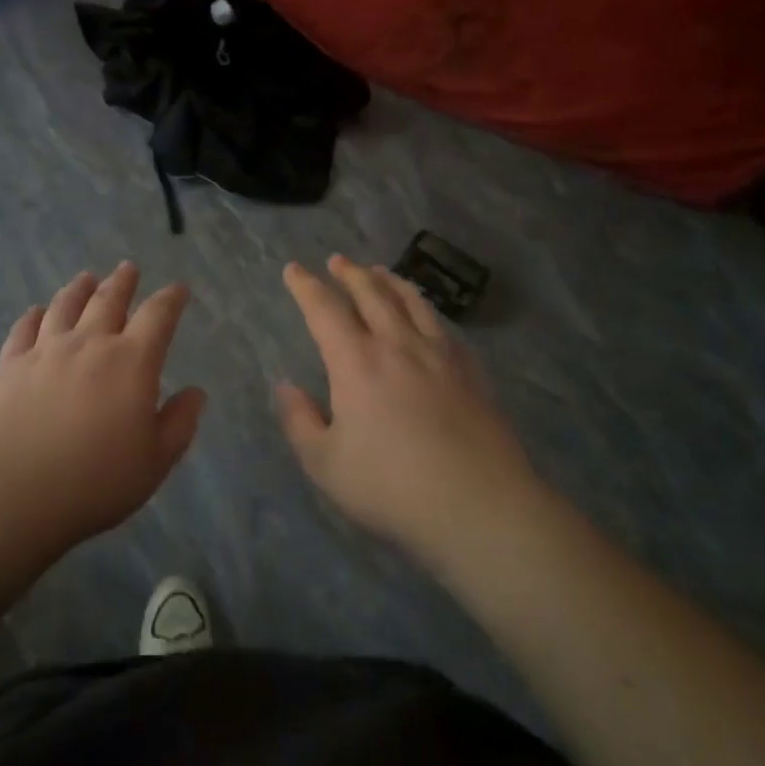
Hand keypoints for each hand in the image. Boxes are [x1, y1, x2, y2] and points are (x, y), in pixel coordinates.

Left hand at [0, 263, 206, 547]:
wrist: (12, 491)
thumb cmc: (95, 481)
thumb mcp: (155, 461)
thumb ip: (179, 423)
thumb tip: (196, 393)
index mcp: (131, 361)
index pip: (158, 316)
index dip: (171, 299)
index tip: (178, 289)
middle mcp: (89, 343)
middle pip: (108, 299)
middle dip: (123, 282)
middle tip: (129, 268)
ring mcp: (45, 350)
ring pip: (65, 306)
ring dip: (79, 289)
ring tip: (86, 278)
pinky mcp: (9, 365)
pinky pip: (24, 329)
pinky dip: (34, 315)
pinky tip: (36, 312)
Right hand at [277, 255, 533, 558]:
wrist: (478, 505)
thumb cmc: (391, 486)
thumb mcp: (325, 463)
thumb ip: (300, 421)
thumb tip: (286, 386)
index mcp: (357, 362)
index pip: (325, 310)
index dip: (306, 286)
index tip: (294, 269)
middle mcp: (398, 345)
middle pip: (372, 294)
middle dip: (350, 274)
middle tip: (338, 261)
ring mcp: (439, 355)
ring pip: (412, 302)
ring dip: (390, 281)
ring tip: (380, 271)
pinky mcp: (471, 371)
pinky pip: (443, 326)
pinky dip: (426, 309)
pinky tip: (427, 316)